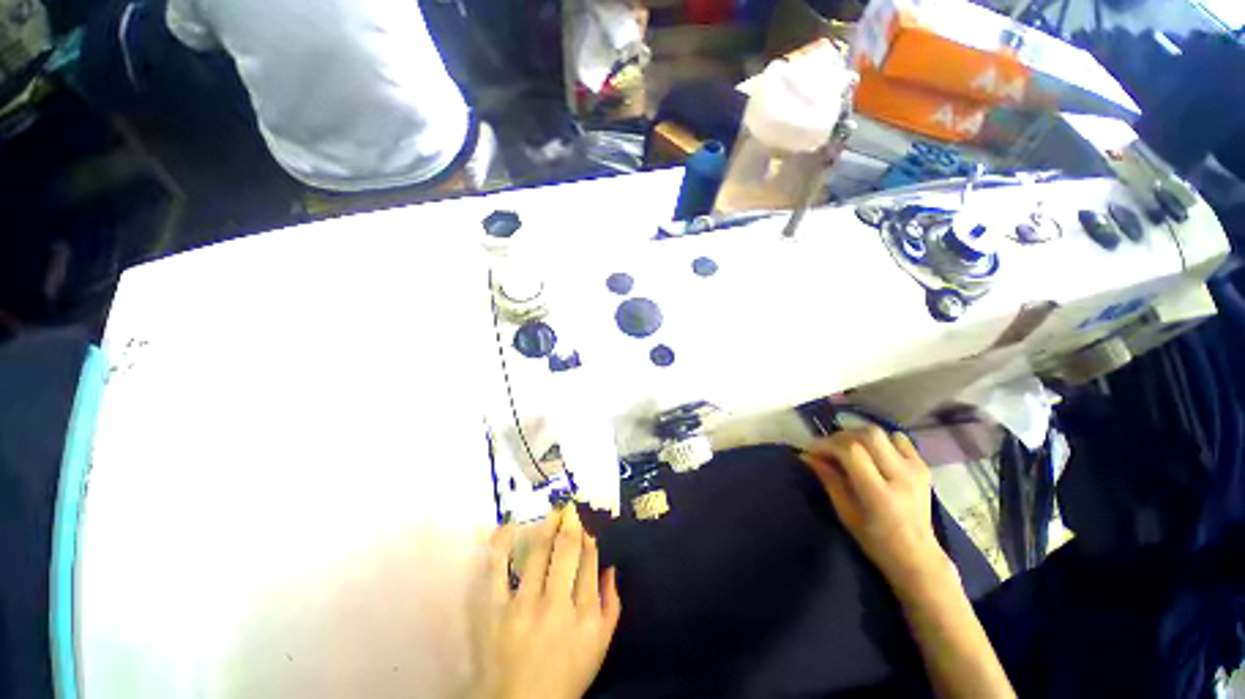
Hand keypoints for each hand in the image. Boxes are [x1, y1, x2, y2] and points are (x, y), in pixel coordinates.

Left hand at [470, 506, 620, 698]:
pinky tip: (507, 527)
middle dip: (570, 525)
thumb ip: (611, 605)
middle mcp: (557, 605)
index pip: (589, 563)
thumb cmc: (568, 673)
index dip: (588, 539)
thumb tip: (611, 568)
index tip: (585, 524)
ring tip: (553, 511)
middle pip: (566, 552)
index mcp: (585, 614)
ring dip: (546, 527)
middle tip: (569, 508)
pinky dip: (501, 546)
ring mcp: (525, 606)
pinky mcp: (498, 612)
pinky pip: (497, 572)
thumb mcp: (600, 645)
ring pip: (537, 555)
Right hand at [801, 427, 953, 592]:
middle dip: (841, 436)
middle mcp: (901, 478)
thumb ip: (828, 480)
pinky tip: (871, 451)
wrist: (918, 555)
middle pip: (868, 435)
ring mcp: (916, 470)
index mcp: (880, 495)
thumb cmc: (875, 541)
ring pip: (881, 433)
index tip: (812, 450)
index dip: (827, 445)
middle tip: (828, 448)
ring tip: (847, 448)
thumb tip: (807, 455)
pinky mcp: (923, 467)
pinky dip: (879, 439)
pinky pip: (898, 439)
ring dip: (858, 435)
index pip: (852, 452)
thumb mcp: (845, 513)